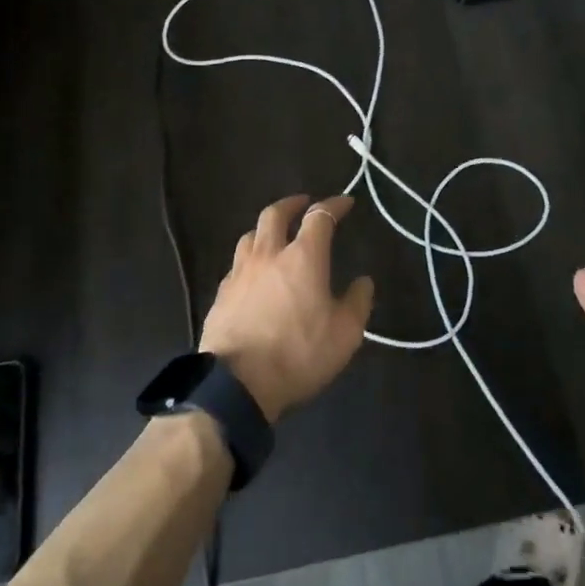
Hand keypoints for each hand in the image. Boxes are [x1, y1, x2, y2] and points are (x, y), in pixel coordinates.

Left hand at [199, 194, 373, 423]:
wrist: (237, 383)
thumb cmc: (298, 354)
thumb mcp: (345, 334)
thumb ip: (357, 303)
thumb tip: (363, 282)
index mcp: (303, 257)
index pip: (319, 217)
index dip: (334, 205)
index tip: (345, 202)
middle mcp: (269, 254)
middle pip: (275, 214)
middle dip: (292, 204)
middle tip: (303, 204)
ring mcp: (240, 272)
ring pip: (250, 235)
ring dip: (266, 228)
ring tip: (275, 234)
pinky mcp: (222, 293)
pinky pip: (237, 263)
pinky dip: (250, 258)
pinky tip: (254, 272)